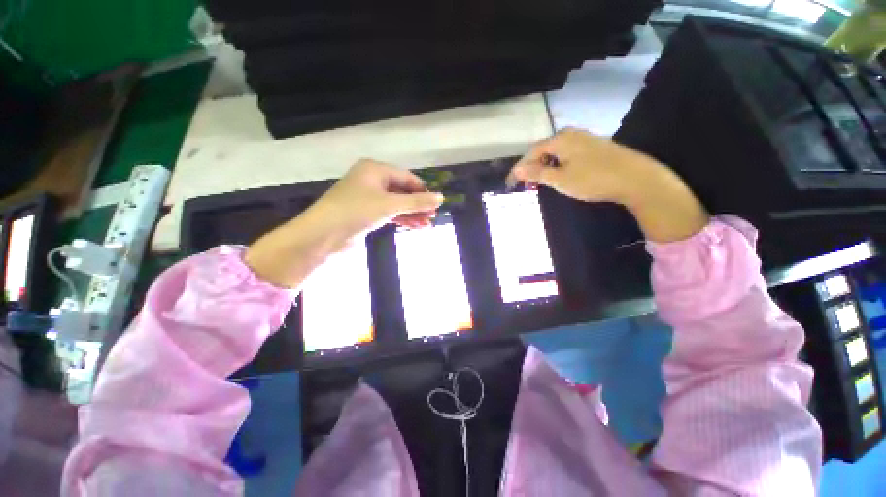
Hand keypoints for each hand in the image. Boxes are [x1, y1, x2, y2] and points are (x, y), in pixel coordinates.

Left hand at [245, 160, 442, 287]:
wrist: (324, 234)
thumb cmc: (357, 211)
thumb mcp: (390, 205)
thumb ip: (416, 202)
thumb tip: (440, 197)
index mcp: (375, 169)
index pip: (407, 177)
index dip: (422, 190)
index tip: (436, 203)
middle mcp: (372, 180)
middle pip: (402, 191)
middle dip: (418, 204)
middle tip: (433, 216)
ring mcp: (369, 197)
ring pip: (396, 204)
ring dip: (412, 214)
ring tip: (428, 224)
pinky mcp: (366, 213)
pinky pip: (389, 213)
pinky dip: (401, 219)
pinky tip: (415, 226)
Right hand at [507, 127, 659, 203]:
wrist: (635, 178)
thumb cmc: (592, 179)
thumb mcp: (560, 179)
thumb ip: (537, 173)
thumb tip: (517, 169)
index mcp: (560, 139)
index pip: (531, 153)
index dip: (519, 169)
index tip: (511, 184)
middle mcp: (570, 134)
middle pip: (543, 150)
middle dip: (532, 167)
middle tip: (526, 184)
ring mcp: (584, 139)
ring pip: (555, 153)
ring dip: (545, 167)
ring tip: (540, 182)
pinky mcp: (594, 147)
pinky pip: (567, 154)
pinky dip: (558, 166)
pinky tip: (560, 175)